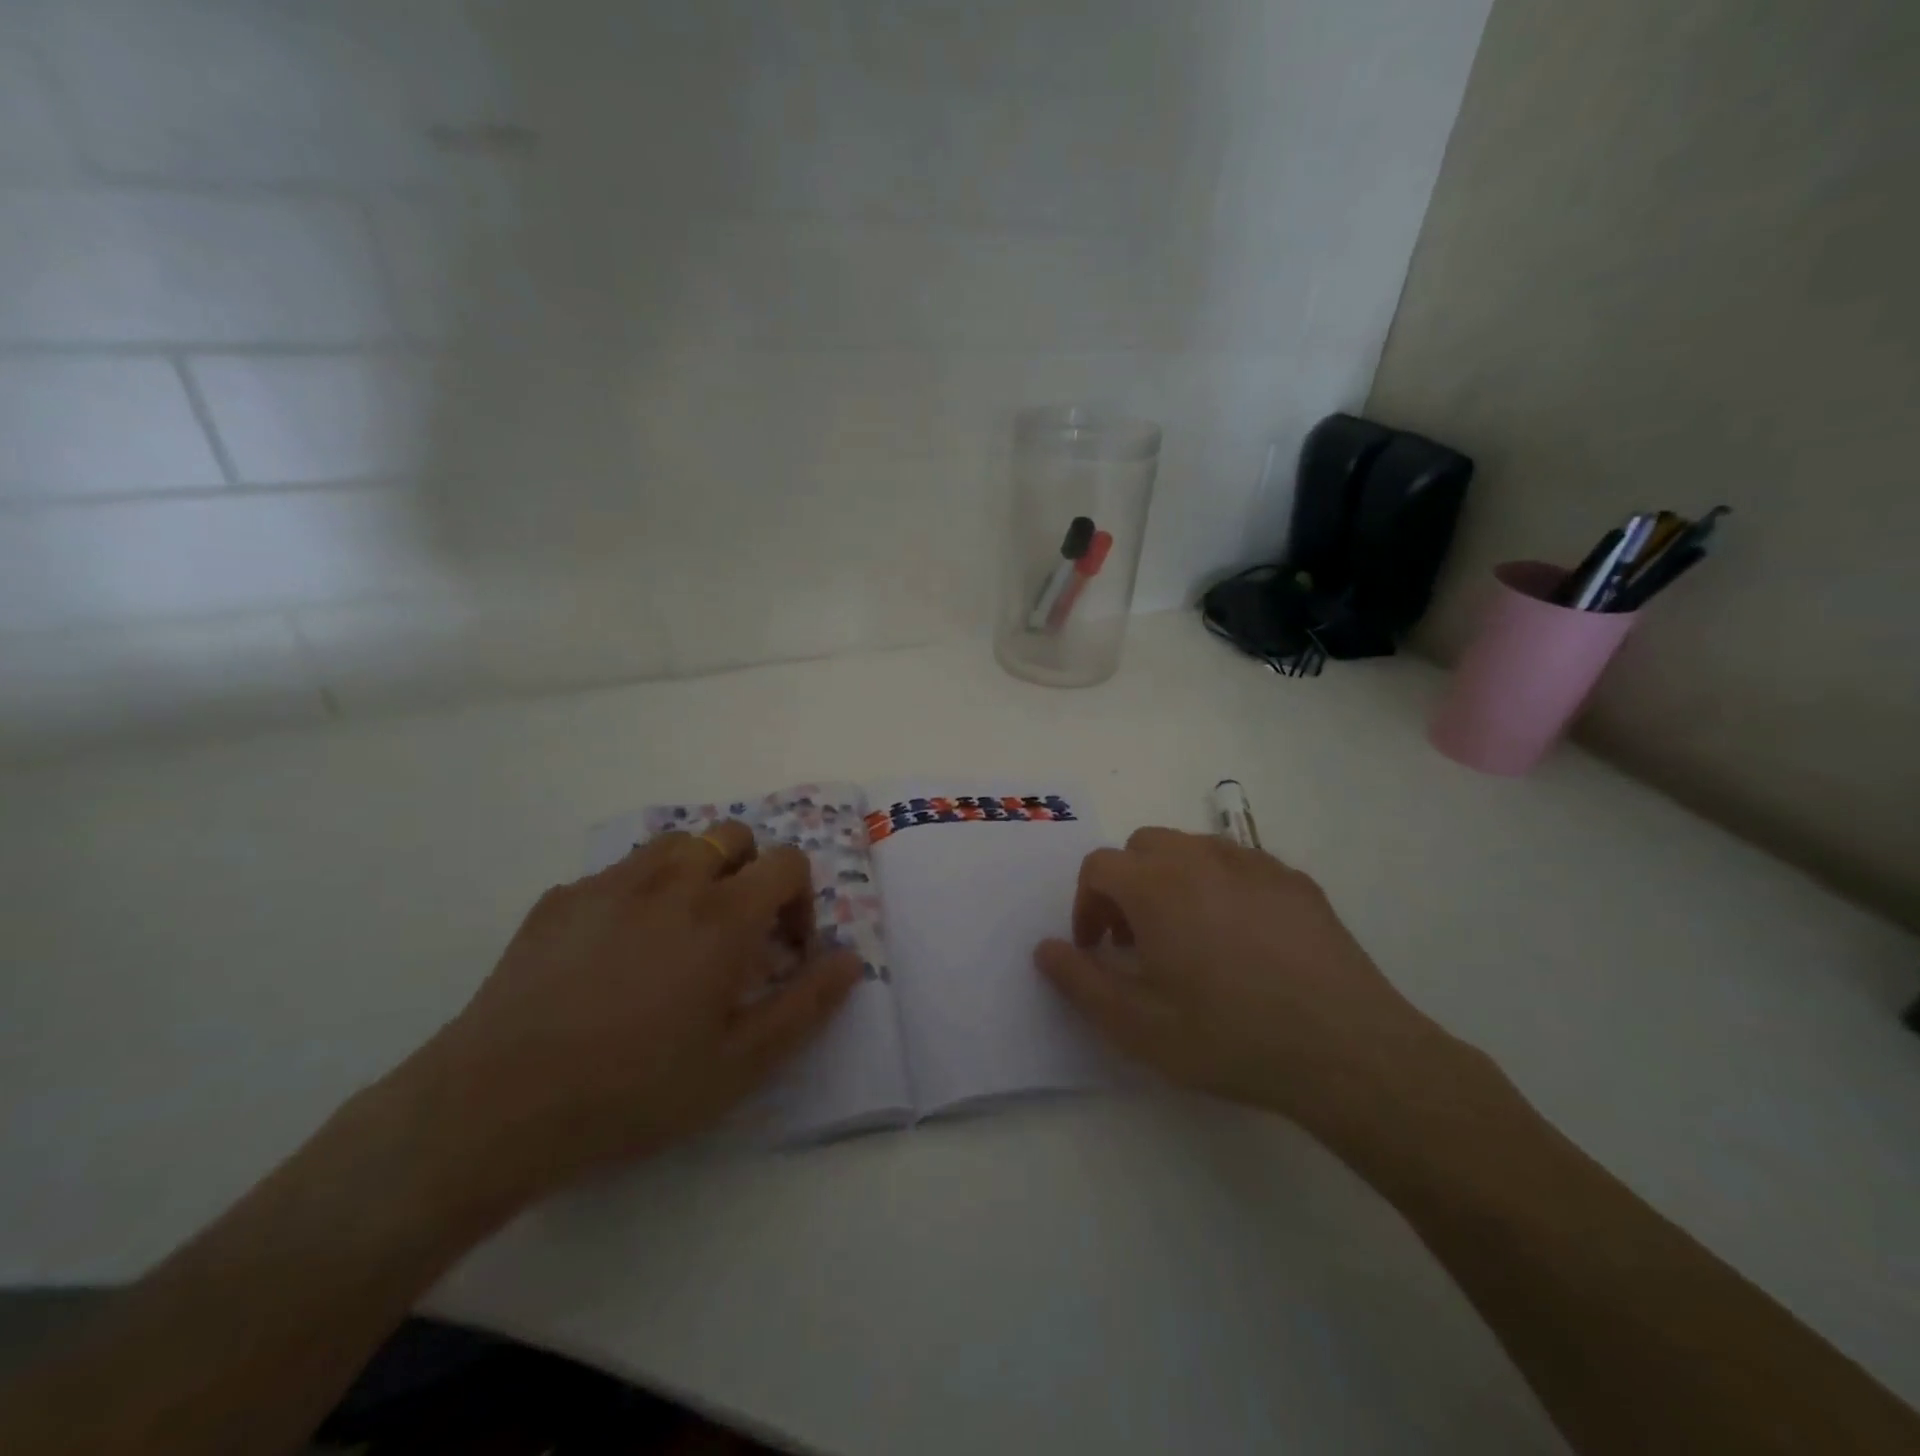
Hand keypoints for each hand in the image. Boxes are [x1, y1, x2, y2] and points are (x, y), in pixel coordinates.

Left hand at [402, 822, 861, 1208]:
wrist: (496, 1106)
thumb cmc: (635, 1089)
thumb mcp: (741, 1064)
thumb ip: (807, 1005)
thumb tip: (852, 959)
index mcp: (723, 915)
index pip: (787, 863)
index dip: (800, 900)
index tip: (785, 951)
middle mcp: (672, 881)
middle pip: (733, 836)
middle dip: (751, 874)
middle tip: (737, 935)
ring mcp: (610, 883)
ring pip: (675, 844)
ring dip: (696, 874)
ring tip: (680, 934)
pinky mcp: (560, 898)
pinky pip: (618, 874)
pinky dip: (638, 895)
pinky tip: (613, 955)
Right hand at [1035, 828, 1442, 1134]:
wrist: (1346, 1049)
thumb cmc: (1228, 1036)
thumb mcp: (1136, 1025)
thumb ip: (1078, 981)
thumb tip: (1044, 948)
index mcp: (1155, 885)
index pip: (1098, 866)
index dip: (1086, 905)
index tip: (1098, 949)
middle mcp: (1200, 858)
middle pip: (1143, 846)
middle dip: (1126, 885)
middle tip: (1138, 940)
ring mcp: (1254, 863)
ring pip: (1192, 848)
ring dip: (1172, 880)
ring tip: (1188, 935)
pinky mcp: (1295, 880)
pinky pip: (1239, 864)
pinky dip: (1221, 885)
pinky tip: (1243, 938)